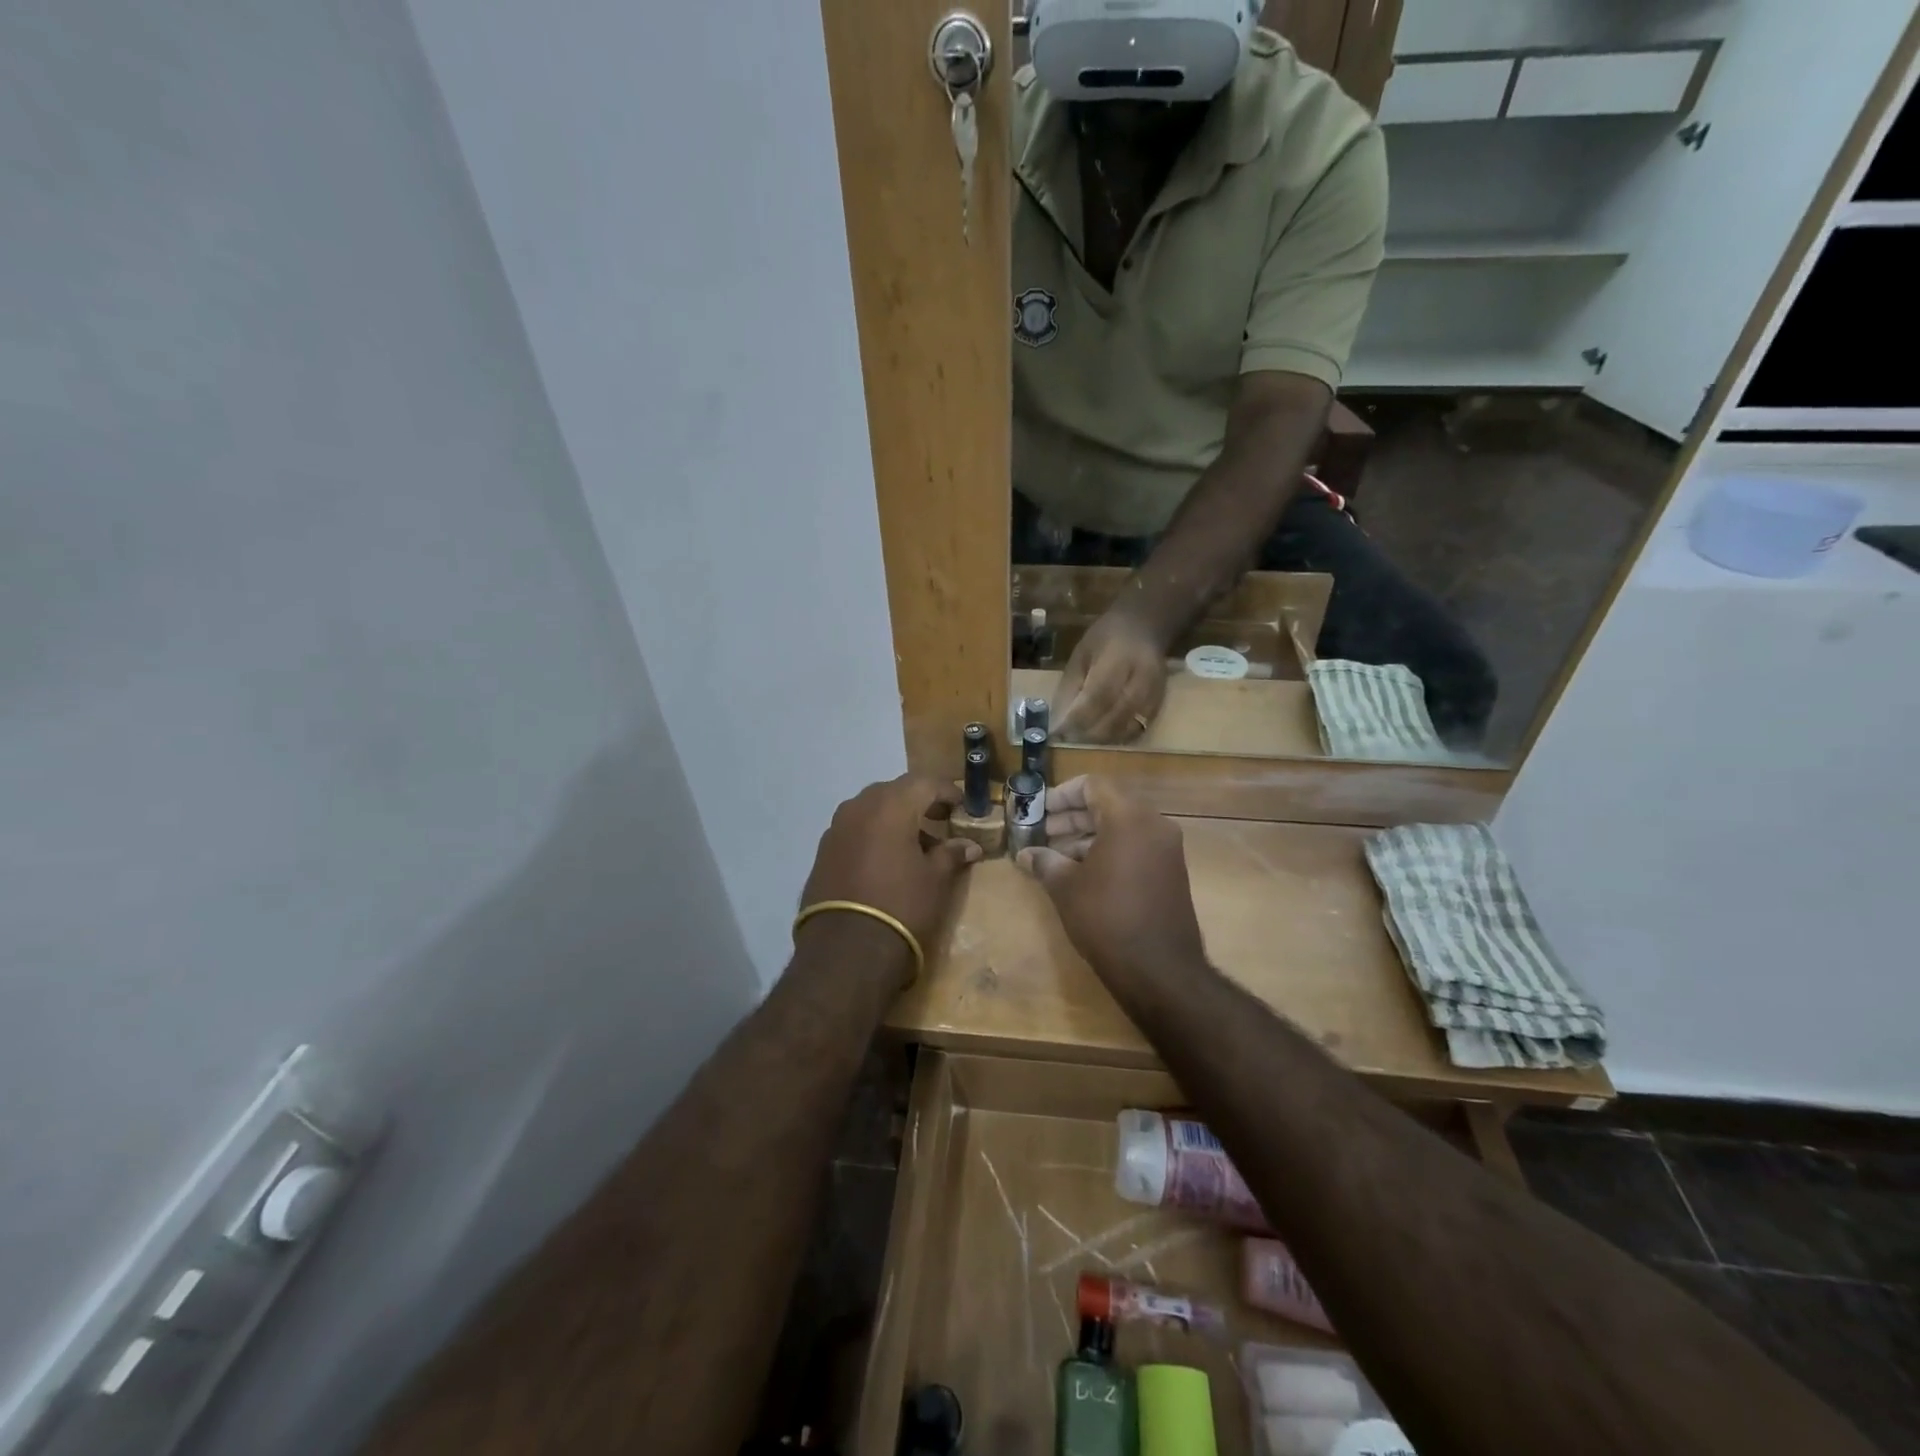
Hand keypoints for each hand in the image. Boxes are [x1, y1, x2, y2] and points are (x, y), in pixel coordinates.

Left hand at [798, 775, 982, 972]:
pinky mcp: (823, 851)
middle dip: (919, 802)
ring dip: (894, 819)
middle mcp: (859, 807)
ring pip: (871, 809)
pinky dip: (873, 835)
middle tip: (940, 820)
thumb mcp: (935, 880)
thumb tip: (970, 846)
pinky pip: (854, 829)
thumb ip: (951, 854)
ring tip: (915, 844)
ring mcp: (836, 828)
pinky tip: (886, 860)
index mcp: (891, 805)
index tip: (963, 807)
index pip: (925, 783)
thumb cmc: (901, 906)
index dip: (948, 792)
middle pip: (895, 791)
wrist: (846, 950)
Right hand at [1014, 775, 1205, 984]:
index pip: (1092, 785)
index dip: (1061, 794)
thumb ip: (1045, 862)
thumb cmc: (1106, 919)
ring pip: (1122, 827)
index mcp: (1129, 818)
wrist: (1159, 970)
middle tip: (1042, 833)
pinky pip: (1135, 847)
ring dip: (1088, 836)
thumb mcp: (1066, 888)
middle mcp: (1154, 825)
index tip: (1039, 811)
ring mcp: (1167, 850)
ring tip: (1055, 857)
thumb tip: (1026, 854)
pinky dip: (1109, 851)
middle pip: (1108, 804)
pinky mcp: (1171, 872)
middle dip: (1071, 817)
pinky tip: (1082, 874)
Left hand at [1054, 607, 1167, 743]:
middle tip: (1067, 738)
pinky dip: (1117, 738)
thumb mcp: (1081, 653)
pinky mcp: (1160, 705)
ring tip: (1081, 739)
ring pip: (1127, 728)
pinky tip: (1101, 737)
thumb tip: (1058, 720)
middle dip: (1087, 733)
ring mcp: (1155, 694)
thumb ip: (1071, 686)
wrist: (1146, 627)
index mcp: (1119, 660)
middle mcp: (1141, 680)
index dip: (1076, 719)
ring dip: (1101, 740)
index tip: (1057, 732)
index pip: (1097, 698)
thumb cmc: (1107, 637)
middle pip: (1114, 718)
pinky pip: (1138, 730)